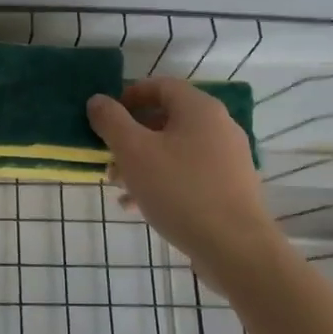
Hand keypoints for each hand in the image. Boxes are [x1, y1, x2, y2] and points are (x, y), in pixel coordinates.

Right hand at [86, 78, 282, 282]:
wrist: (235, 248)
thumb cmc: (179, 190)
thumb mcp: (134, 152)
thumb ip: (111, 121)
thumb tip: (98, 100)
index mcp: (199, 109)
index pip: (160, 85)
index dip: (129, 96)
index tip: (105, 118)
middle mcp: (218, 127)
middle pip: (165, 119)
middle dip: (130, 137)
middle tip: (108, 158)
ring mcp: (227, 158)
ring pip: (174, 150)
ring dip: (141, 163)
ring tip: (119, 187)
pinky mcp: (229, 187)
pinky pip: (188, 173)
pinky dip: (161, 181)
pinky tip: (138, 206)